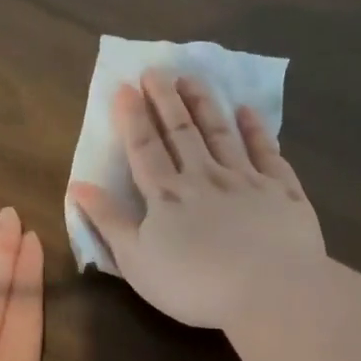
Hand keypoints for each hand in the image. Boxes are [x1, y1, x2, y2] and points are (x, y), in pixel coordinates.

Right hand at [69, 69, 325, 329]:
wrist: (269, 291)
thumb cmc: (194, 284)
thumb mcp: (136, 260)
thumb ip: (108, 221)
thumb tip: (78, 185)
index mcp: (166, 195)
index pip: (144, 148)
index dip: (132, 118)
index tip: (125, 87)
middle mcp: (204, 177)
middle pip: (181, 132)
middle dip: (165, 100)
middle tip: (156, 70)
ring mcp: (246, 180)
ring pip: (221, 133)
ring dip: (204, 104)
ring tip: (192, 78)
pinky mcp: (282, 191)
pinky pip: (266, 152)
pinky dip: (256, 129)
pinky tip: (247, 111)